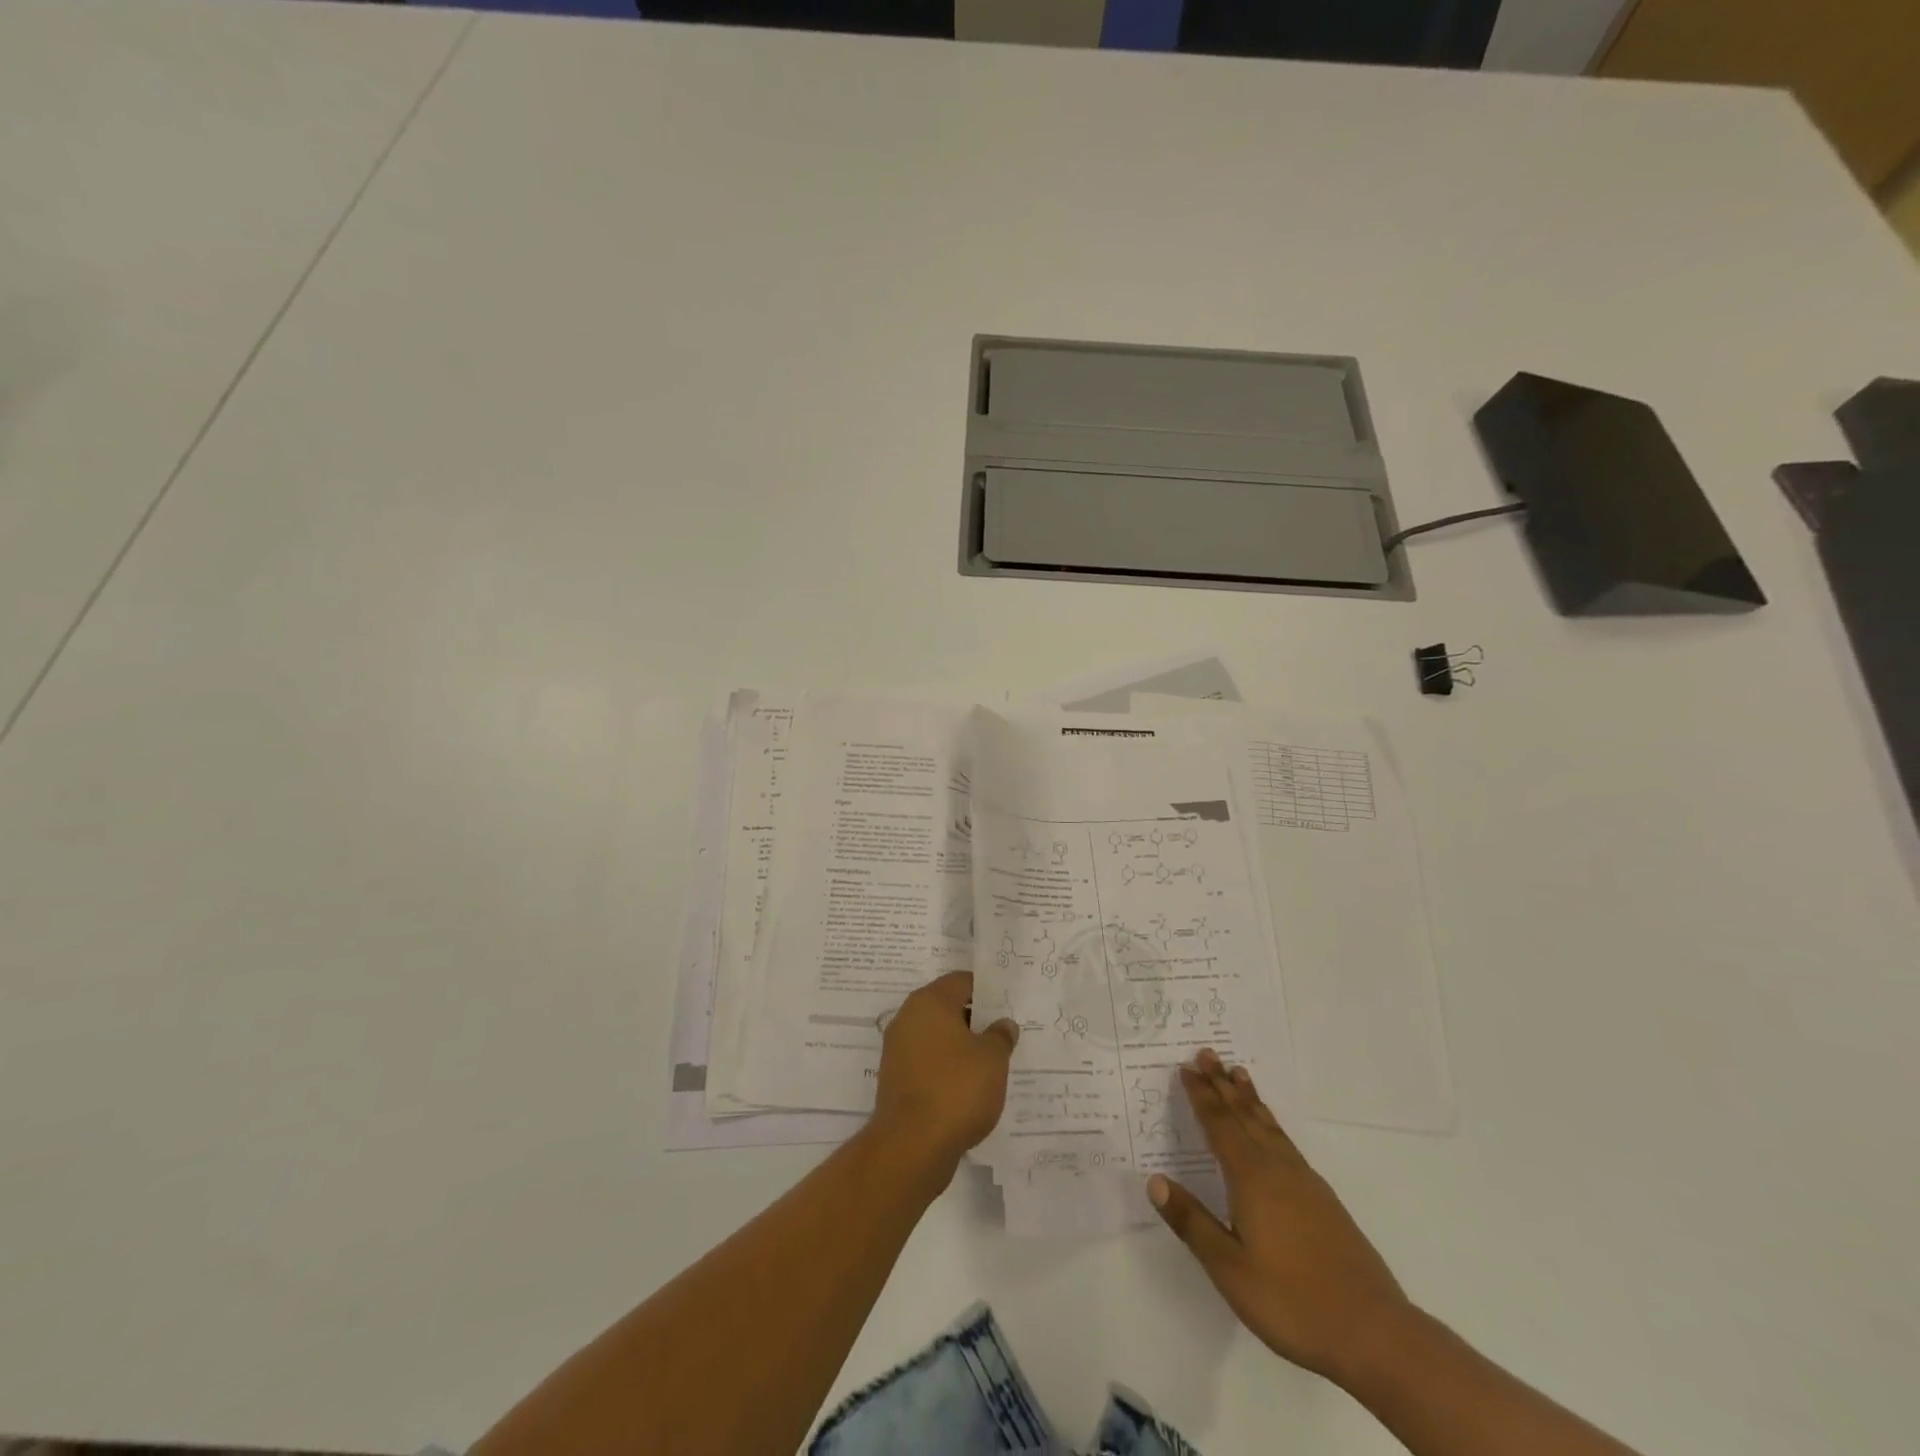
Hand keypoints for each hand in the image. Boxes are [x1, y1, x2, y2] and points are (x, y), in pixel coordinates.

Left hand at [871, 972, 1018, 1169]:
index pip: (962, 981)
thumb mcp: (992, 1059)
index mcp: (930, 1002)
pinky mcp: (896, 1079)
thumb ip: (1000, 1036)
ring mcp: (898, 1050)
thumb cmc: (956, 1089)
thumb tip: (1003, 1024)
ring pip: (937, 1037)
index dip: (987, 990)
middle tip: (1003, 1032)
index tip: (1007, 1004)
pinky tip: (968, 1086)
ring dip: (961, 1045)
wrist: (911, 1146)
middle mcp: (908, 1018)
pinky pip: (928, 1062)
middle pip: (947, 1007)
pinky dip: (947, 1068)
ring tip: (990, 1062)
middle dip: (975, 1019)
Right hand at [1148, 1049, 1412, 1385]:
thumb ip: (1192, 1222)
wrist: (1374, 1333)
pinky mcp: (1324, 1200)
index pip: (1219, 1125)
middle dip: (1223, 1084)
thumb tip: (1154, 1180)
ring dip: (1249, 1098)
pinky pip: (1286, 1142)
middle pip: (1244, 1115)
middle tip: (1208, 1053)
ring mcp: (1305, 1183)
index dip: (1201, 1096)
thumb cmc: (1292, 1301)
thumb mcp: (1229, 1269)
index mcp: (1251, 1179)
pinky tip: (1272, 1132)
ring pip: (1269, 1126)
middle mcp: (1277, 1169)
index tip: (1186, 1067)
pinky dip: (1271, 1123)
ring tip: (1239, 1074)